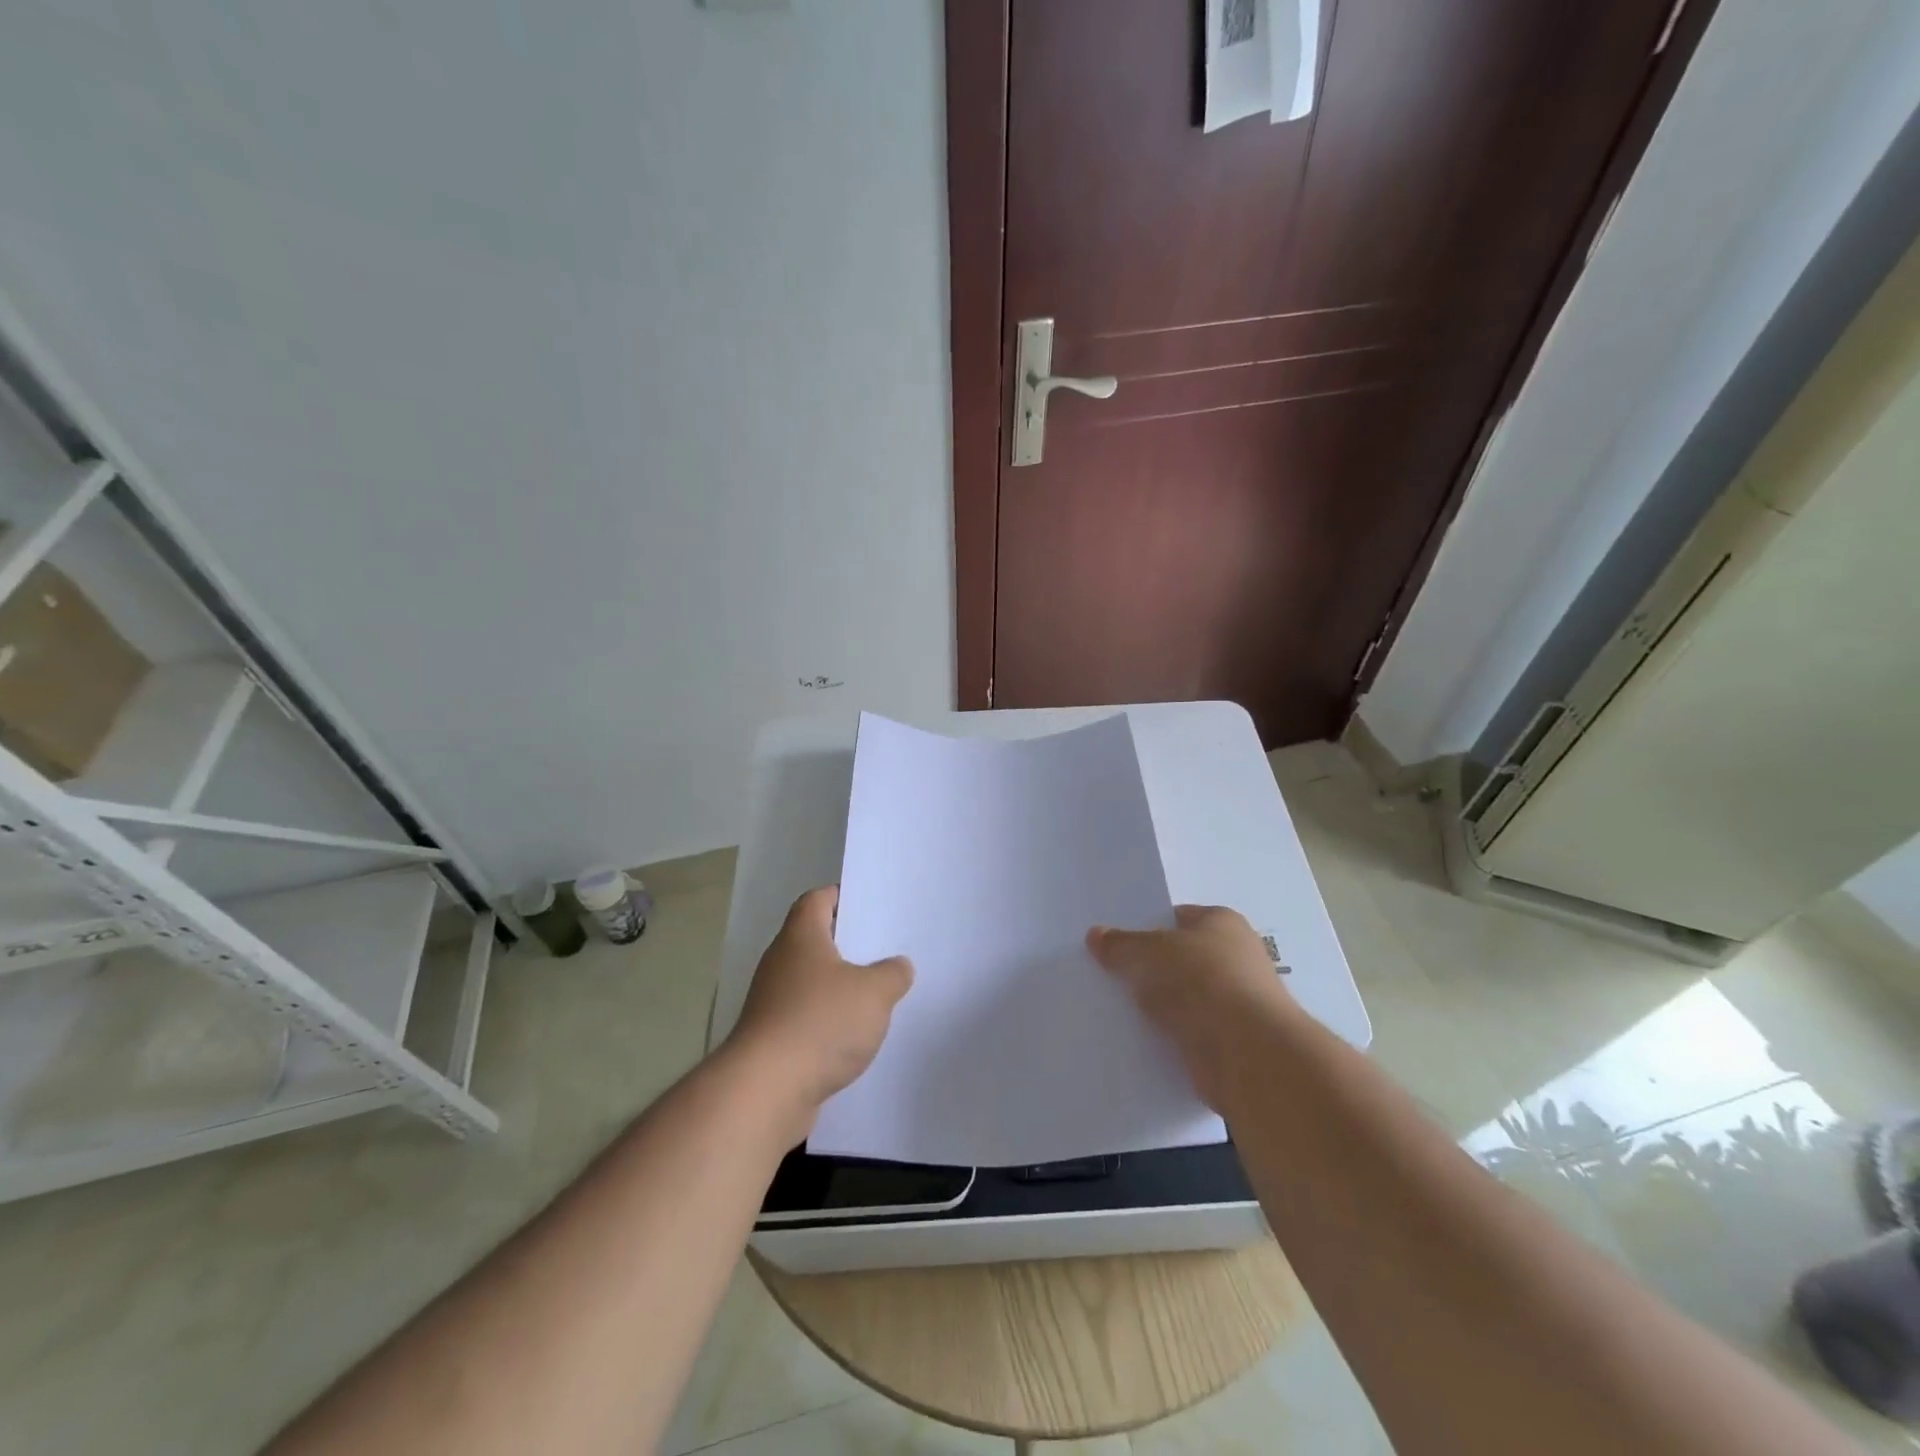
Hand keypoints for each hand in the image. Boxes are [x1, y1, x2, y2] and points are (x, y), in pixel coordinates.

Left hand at [725, 886, 912, 1137]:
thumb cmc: (821, 1023)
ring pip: (810, 982)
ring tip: (876, 994)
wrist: (765, 1091)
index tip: (869, 902)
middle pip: (814, 940)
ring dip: (838, 987)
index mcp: (801, 936)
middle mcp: (780, 962)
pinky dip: (827, 1022)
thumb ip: (892, 974)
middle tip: (883, 947)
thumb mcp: (874, 992)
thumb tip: (898, 966)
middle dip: (846, 944)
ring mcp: (770, 1002)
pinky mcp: (770, 1039)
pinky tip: (853, 1037)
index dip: (841, 896)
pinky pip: (805, 1018)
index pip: (817, 899)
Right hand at [1087, 904, 1295, 1108]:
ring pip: (1181, 998)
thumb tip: (1096, 935)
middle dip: (1147, 968)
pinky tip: (1134, 1038)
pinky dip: (1166, 1036)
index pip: (1176, 917)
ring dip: (1156, 1006)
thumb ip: (1121, 945)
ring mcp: (1234, 1003)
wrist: (1248, 1054)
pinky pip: (1186, 1032)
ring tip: (1111, 1008)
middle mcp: (1234, 958)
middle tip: (1105, 974)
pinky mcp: (1228, 1042)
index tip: (1112, 942)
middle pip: (1178, 958)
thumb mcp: (1150, 952)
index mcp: (1222, 923)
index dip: (1144, 926)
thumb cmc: (1202, 981)